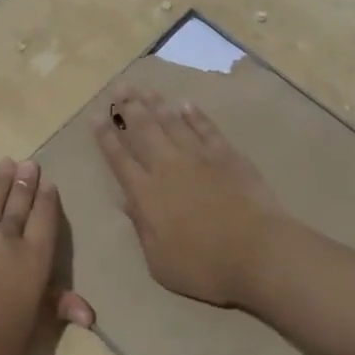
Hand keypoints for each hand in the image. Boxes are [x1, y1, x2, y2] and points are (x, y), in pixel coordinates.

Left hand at [0, 159, 94, 354]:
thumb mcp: (33, 333)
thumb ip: (56, 310)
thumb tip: (88, 312)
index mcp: (33, 262)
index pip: (44, 221)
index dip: (47, 200)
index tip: (49, 183)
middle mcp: (5, 241)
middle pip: (18, 205)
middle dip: (25, 182)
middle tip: (29, 162)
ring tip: (6, 161)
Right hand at [93, 86, 285, 308]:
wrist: (258, 252)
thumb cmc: (204, 267)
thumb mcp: (160, 262)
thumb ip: (142, 229)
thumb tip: (127, 202)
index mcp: (147, 194)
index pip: (119, 159)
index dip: (106, 137)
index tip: (96, 117)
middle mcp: (168, 167)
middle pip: (144, 131)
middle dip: (129, 108)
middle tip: (120, 87)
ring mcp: (199, 157)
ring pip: (173, 123)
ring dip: (157, 104)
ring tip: (145, 88)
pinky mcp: (227, 156)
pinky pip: (206, 129)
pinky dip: (195, 116)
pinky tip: (187, 105)